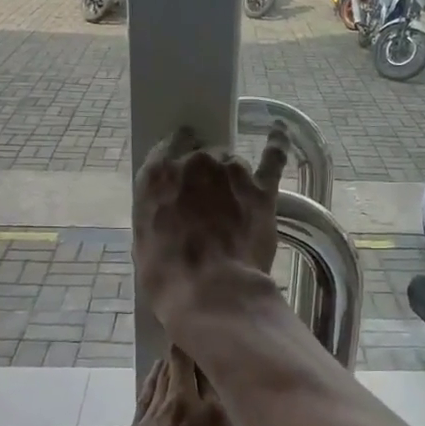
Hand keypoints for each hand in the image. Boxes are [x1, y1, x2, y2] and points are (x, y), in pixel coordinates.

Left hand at [109, 350, 271, 425]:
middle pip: (184, 359)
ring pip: (163, 372)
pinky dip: (155, 380)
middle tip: (203, 340)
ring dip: (173, 361)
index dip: (218, 352)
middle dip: (192, 347)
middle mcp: (183, 403)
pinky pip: (146, 392)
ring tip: (183, 353)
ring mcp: (154, 414)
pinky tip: (159, 376)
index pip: (215, 368)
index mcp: (215, 414)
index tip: (226, 344)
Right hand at [132, 123, 289, 325]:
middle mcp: (194, 162)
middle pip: (203, 155)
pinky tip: (279, 132)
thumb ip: (158, 210)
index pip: (169, 146)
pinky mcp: (262, 189)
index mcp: (158, 174)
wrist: (212, 293)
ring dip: (232, 177)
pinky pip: (273, 157)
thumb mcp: (145, 241)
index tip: (182, 168)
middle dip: (205, 174)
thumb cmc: (168, 276)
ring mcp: (231, 172)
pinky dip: (277, 144)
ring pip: (232, 163)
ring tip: (234, 205)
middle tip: (207, 203)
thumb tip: (171, 209)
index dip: (178, 157)